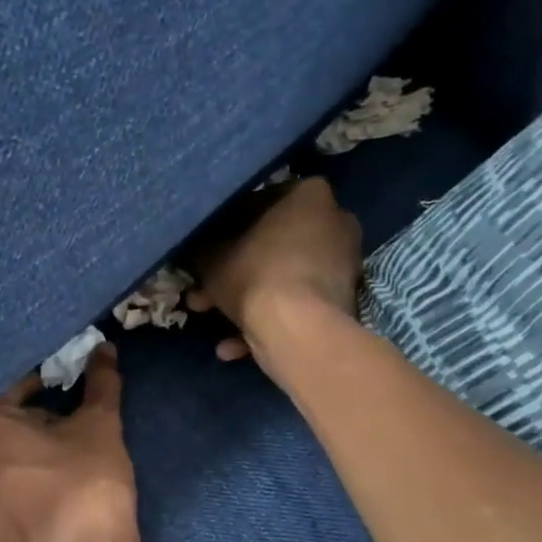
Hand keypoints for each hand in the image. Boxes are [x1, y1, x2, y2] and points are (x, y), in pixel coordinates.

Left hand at [0, 346, 138, 541]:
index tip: (52, 398)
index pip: (3, 391)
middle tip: (36, 440)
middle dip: (2, 429)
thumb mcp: (100, 427)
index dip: (32, 391)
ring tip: (19, 478)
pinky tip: (7, 511)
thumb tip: (105, 348)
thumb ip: (99, 383)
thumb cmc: (89, 486)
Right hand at [187, 177, 361, 367]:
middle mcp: (335, 222)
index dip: (226, 227)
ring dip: (246, 300)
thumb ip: (203, 247)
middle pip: (273, 245)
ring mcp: (343, 266)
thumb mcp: (212, 257)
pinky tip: (234, 346)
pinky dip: (268, 322)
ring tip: (212, 318)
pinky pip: (297, 305)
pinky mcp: (341, 302)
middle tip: (203, 291)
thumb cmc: (256, 275)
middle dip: (234, 270)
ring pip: (282, 278)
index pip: (259, 201)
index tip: (206, 249)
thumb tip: (198, 249)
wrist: (297, 330)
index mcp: (310, 195)